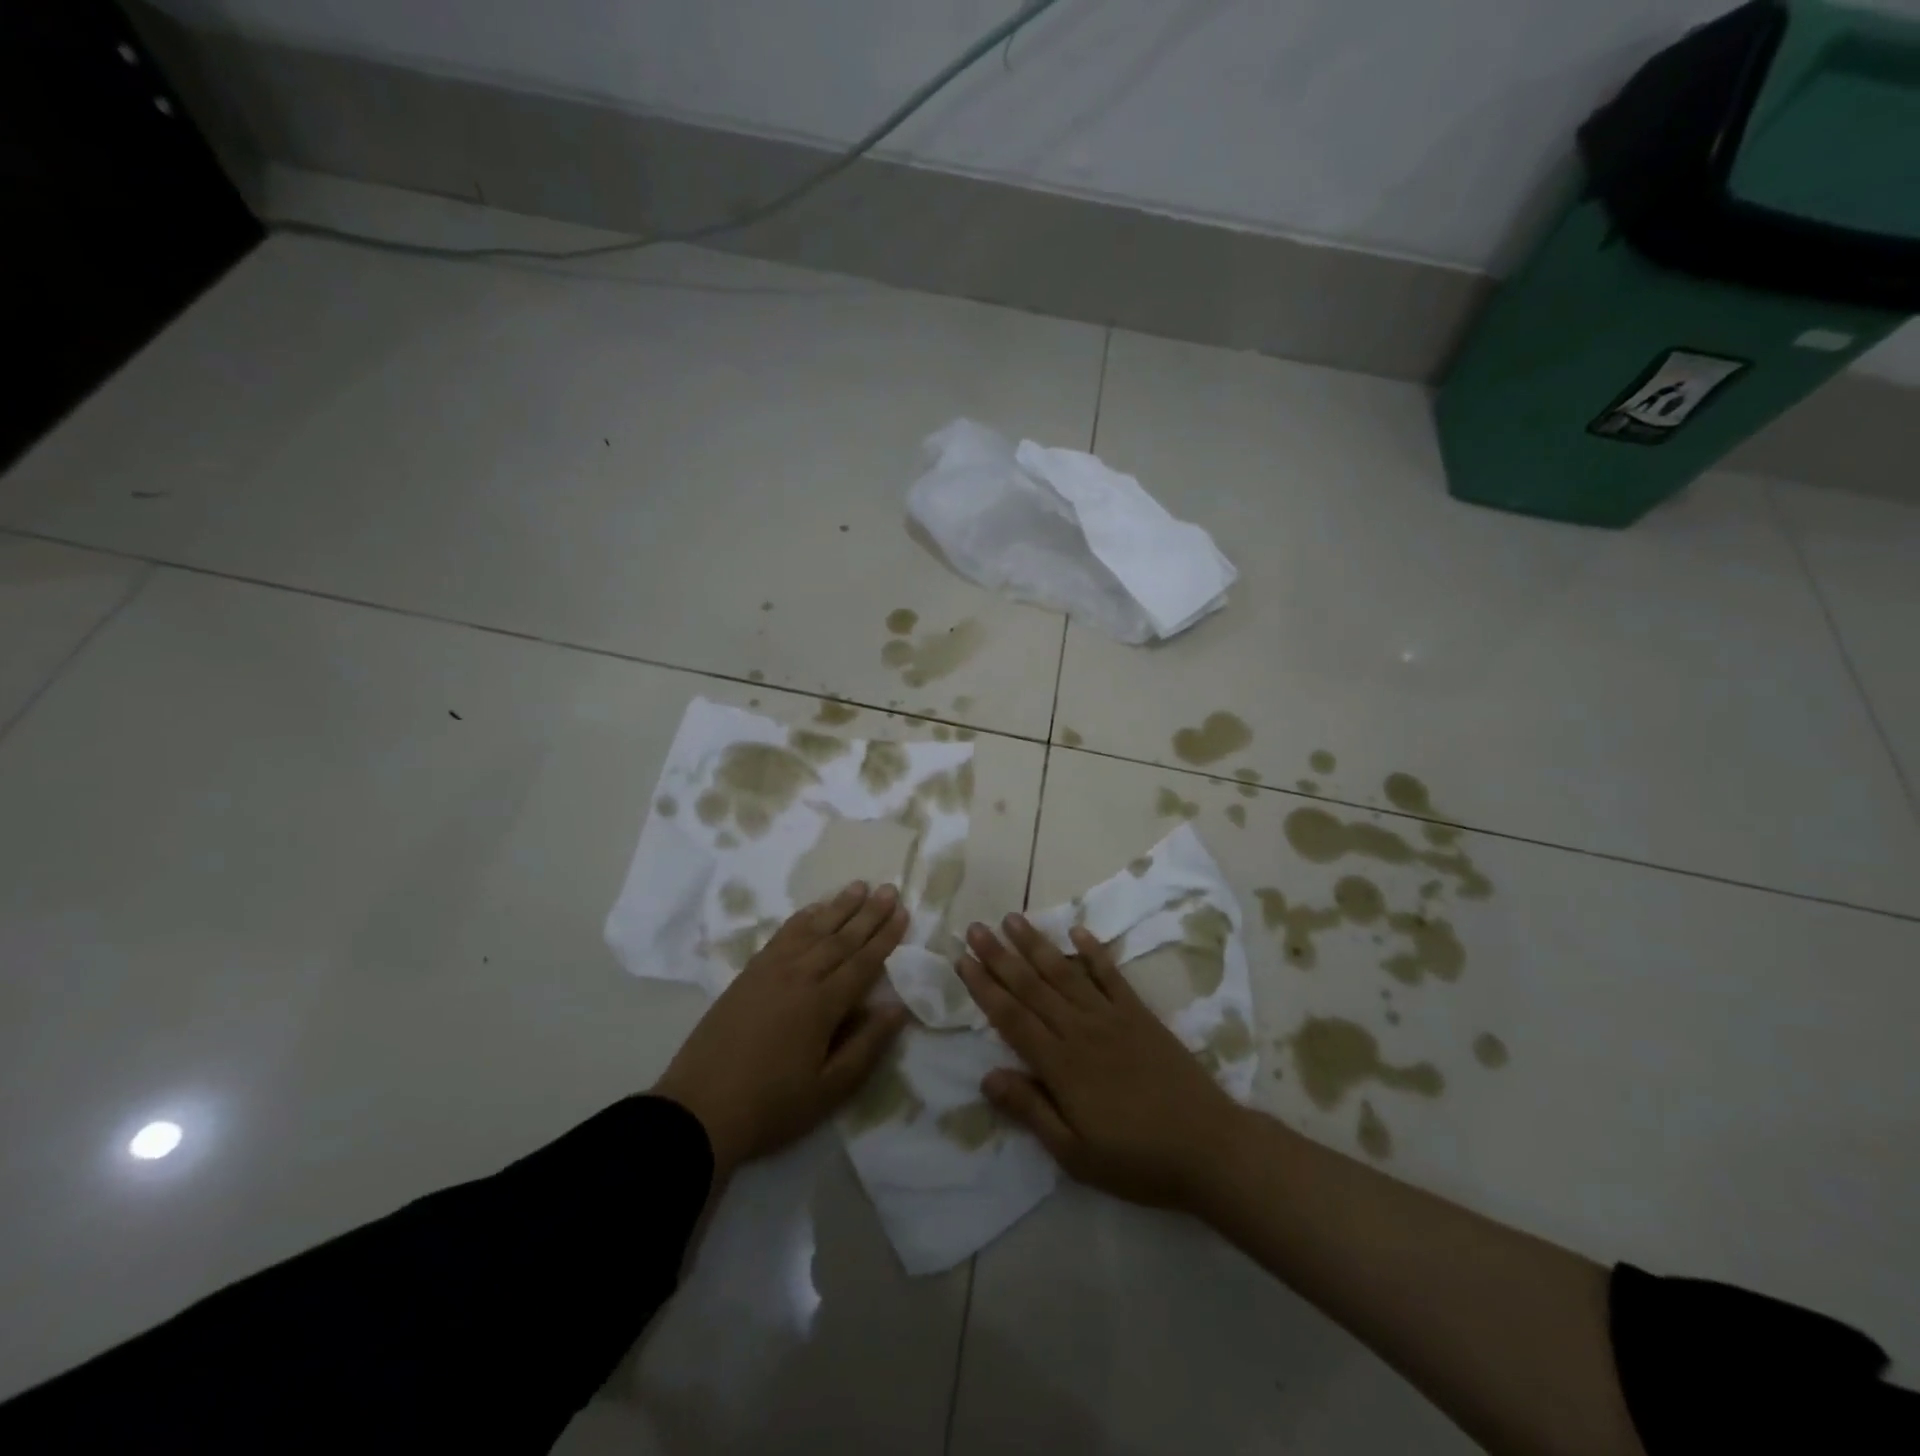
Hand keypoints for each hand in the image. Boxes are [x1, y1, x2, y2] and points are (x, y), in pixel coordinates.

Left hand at [653, 881, 911, 1180]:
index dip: (885, 938)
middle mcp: (799, 977)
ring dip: (838, 907)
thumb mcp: (829, 1089)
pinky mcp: (748, 974)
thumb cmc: (771, 1105)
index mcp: (822, 1005)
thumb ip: (866, 1045)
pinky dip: (801, 919)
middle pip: (841, 938)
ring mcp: (770, 971)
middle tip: (889, 888)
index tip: (904, 913)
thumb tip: (898, 1007)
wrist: (699, 1110)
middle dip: (868, 913)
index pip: (863, 963)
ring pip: (812, 930)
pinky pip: (782, 936)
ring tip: (858, 886)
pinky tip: (813, 909)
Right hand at [957, 915, 1245, 1211]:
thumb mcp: (1075, 1154)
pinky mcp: (1140, 1014)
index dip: (985, 988)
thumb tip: (987, 1077)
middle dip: (1000, 956)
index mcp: (1061, 1065)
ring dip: (1037, 944)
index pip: (1012, 1018)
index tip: (963, 960)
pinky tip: (1078, 930)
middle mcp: (1081, 1030)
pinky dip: (1094, 951)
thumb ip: (1031, 1110)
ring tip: (1013, 919)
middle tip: (976, 928)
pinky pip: (1111, 975)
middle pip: (1032, 986)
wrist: (1209, 1147)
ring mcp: (1112, 1017)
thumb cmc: (1137, 1160)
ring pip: (1065, 972)